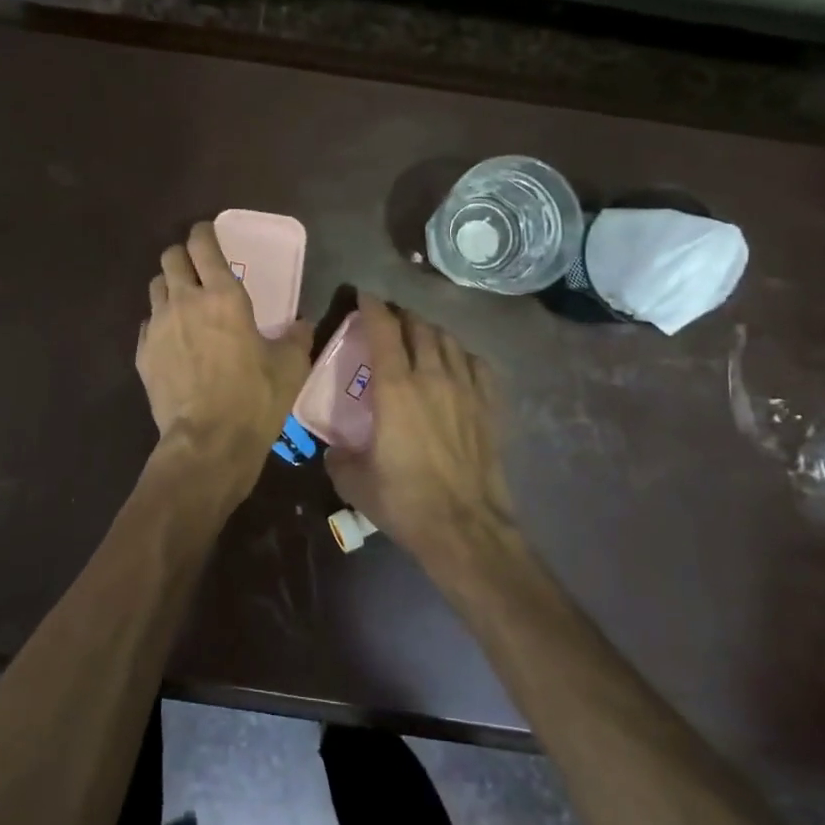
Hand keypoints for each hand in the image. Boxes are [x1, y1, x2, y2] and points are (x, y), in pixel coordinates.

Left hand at [137, 222, 311, 489]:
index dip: (204, 232)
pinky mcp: (142, 353)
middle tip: (196, 269)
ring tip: (182, 304)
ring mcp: (158, 326)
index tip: (207, 233)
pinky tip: (172, 340)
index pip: (203, 245)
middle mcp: (184, 301)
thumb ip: (297, 337)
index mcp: (223, 296)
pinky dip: (158, 323)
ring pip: (155, 287)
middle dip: (182, 256)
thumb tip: (302, 325)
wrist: (208, 441)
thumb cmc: (254, 398)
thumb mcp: (290, 366)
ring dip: (169, 287)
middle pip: (170, 257)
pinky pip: (146, 324)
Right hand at [326, 293, 516, 565]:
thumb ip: (338, 458)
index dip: (372, 308)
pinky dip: (463, 355)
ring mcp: (466, 390)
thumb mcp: (354, 482)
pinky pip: (478, 365)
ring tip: (422, 335)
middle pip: (419, 328)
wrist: (465, 527)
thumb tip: (334, 450)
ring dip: (432, 331)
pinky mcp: (489, 407)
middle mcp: (432, 377)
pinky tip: (458, 363)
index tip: (364, 296)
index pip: (383, 331)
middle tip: (390, 318)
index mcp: (395, 388)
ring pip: (450, 341)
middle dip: (402, 316)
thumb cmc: (404, 501)